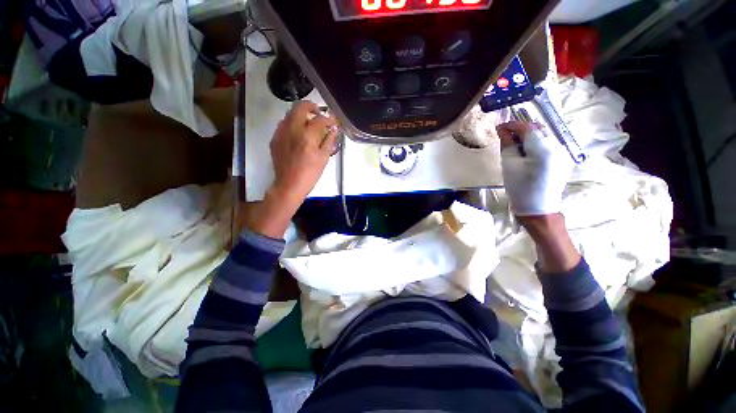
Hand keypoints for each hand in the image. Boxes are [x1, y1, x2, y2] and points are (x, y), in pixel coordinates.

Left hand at [270, 101, 337, 205]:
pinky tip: (297, 133)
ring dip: (301, 114)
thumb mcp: (323, 158)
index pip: (319, 119)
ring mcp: (281, 133)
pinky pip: (283, 124)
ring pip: (289, 113)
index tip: (332, 122)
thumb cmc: (310, 173)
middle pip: (300, 107)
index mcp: (307, 135)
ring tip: (308, 123)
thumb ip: (329, 141)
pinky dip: (292, 123)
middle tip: (318, 113)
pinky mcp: (275, 138)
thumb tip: (333, 130)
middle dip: (311, 106)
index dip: (328, 119)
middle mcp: (292, 129)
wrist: (289, 184)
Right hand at [496, 121, 573, 216]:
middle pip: (538, 129)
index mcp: (544, 150)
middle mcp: (558, 147)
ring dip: (529, 136)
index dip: (513, 124)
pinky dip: (537, 143)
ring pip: (544, 135)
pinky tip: (527, 152)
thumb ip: (507, 144)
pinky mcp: (565, 158)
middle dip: (521, 129)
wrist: (537, 207)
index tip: (499, 126)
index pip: (528, 128)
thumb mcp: (509, 165)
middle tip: (505, 135)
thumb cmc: (519, 188)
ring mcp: (564, 152)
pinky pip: (549, 144)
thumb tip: (501, 129)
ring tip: (515, 144)